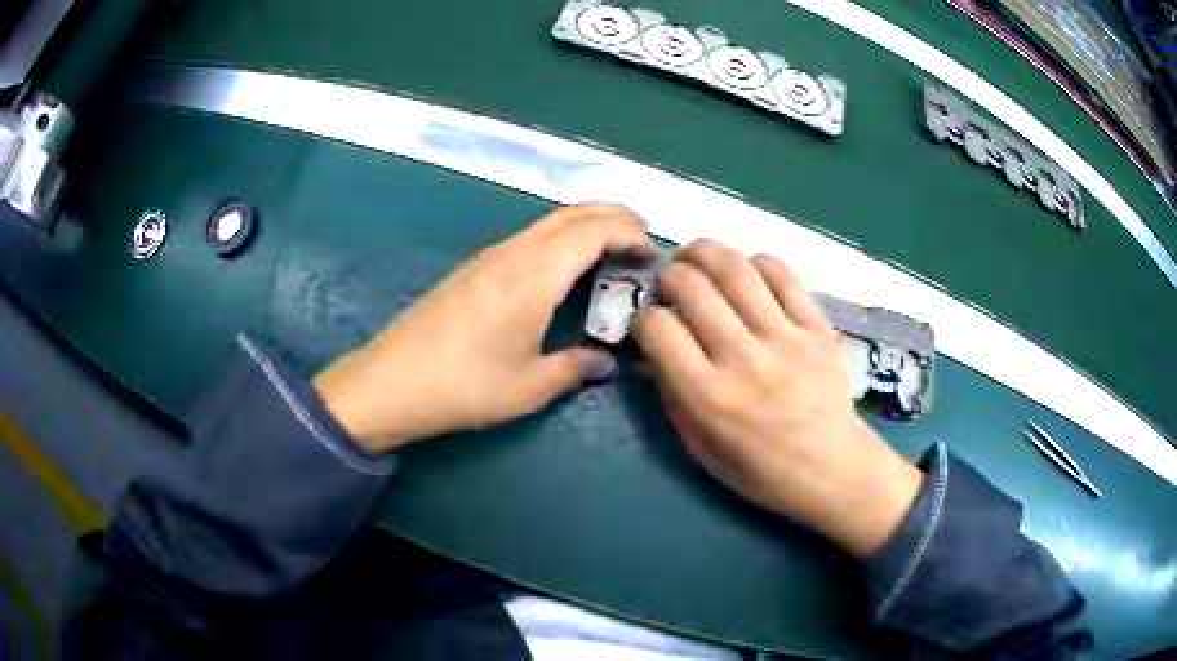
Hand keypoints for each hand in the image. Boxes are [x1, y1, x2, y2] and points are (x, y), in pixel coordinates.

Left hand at [314, 204, 652, 453]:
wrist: (392, 382)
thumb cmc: (465, 386)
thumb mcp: (530, 386)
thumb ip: (576, 368)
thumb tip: (606, 362)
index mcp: (534, 275)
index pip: (593, 230)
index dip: (630, 233)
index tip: (653, 254)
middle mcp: (514, 253)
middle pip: (573, 213)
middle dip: (614, 216)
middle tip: (642, 239)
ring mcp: (490, 256)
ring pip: (550, 222)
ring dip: (587, 225)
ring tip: (612, 251)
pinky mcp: (474, 268)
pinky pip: (530, 237)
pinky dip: (562, 239)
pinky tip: (566, 268)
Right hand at [631, 240, 922, 557]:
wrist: (833, 468)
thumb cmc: (761, 470)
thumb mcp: (701, 448)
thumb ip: (672, 397)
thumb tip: (650, 351)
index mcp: (709, 397)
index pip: (658, 328)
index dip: (644, 318)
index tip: (650, 322)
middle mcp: (744, 359)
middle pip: (692, 286)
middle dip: (669, 275)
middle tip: (670, 283)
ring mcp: (786, 338)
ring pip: (735, 268)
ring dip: (705, 252)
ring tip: (697, 258)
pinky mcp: (817, 326)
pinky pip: (783, 274)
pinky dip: (756, 262)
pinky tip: (746, 271)